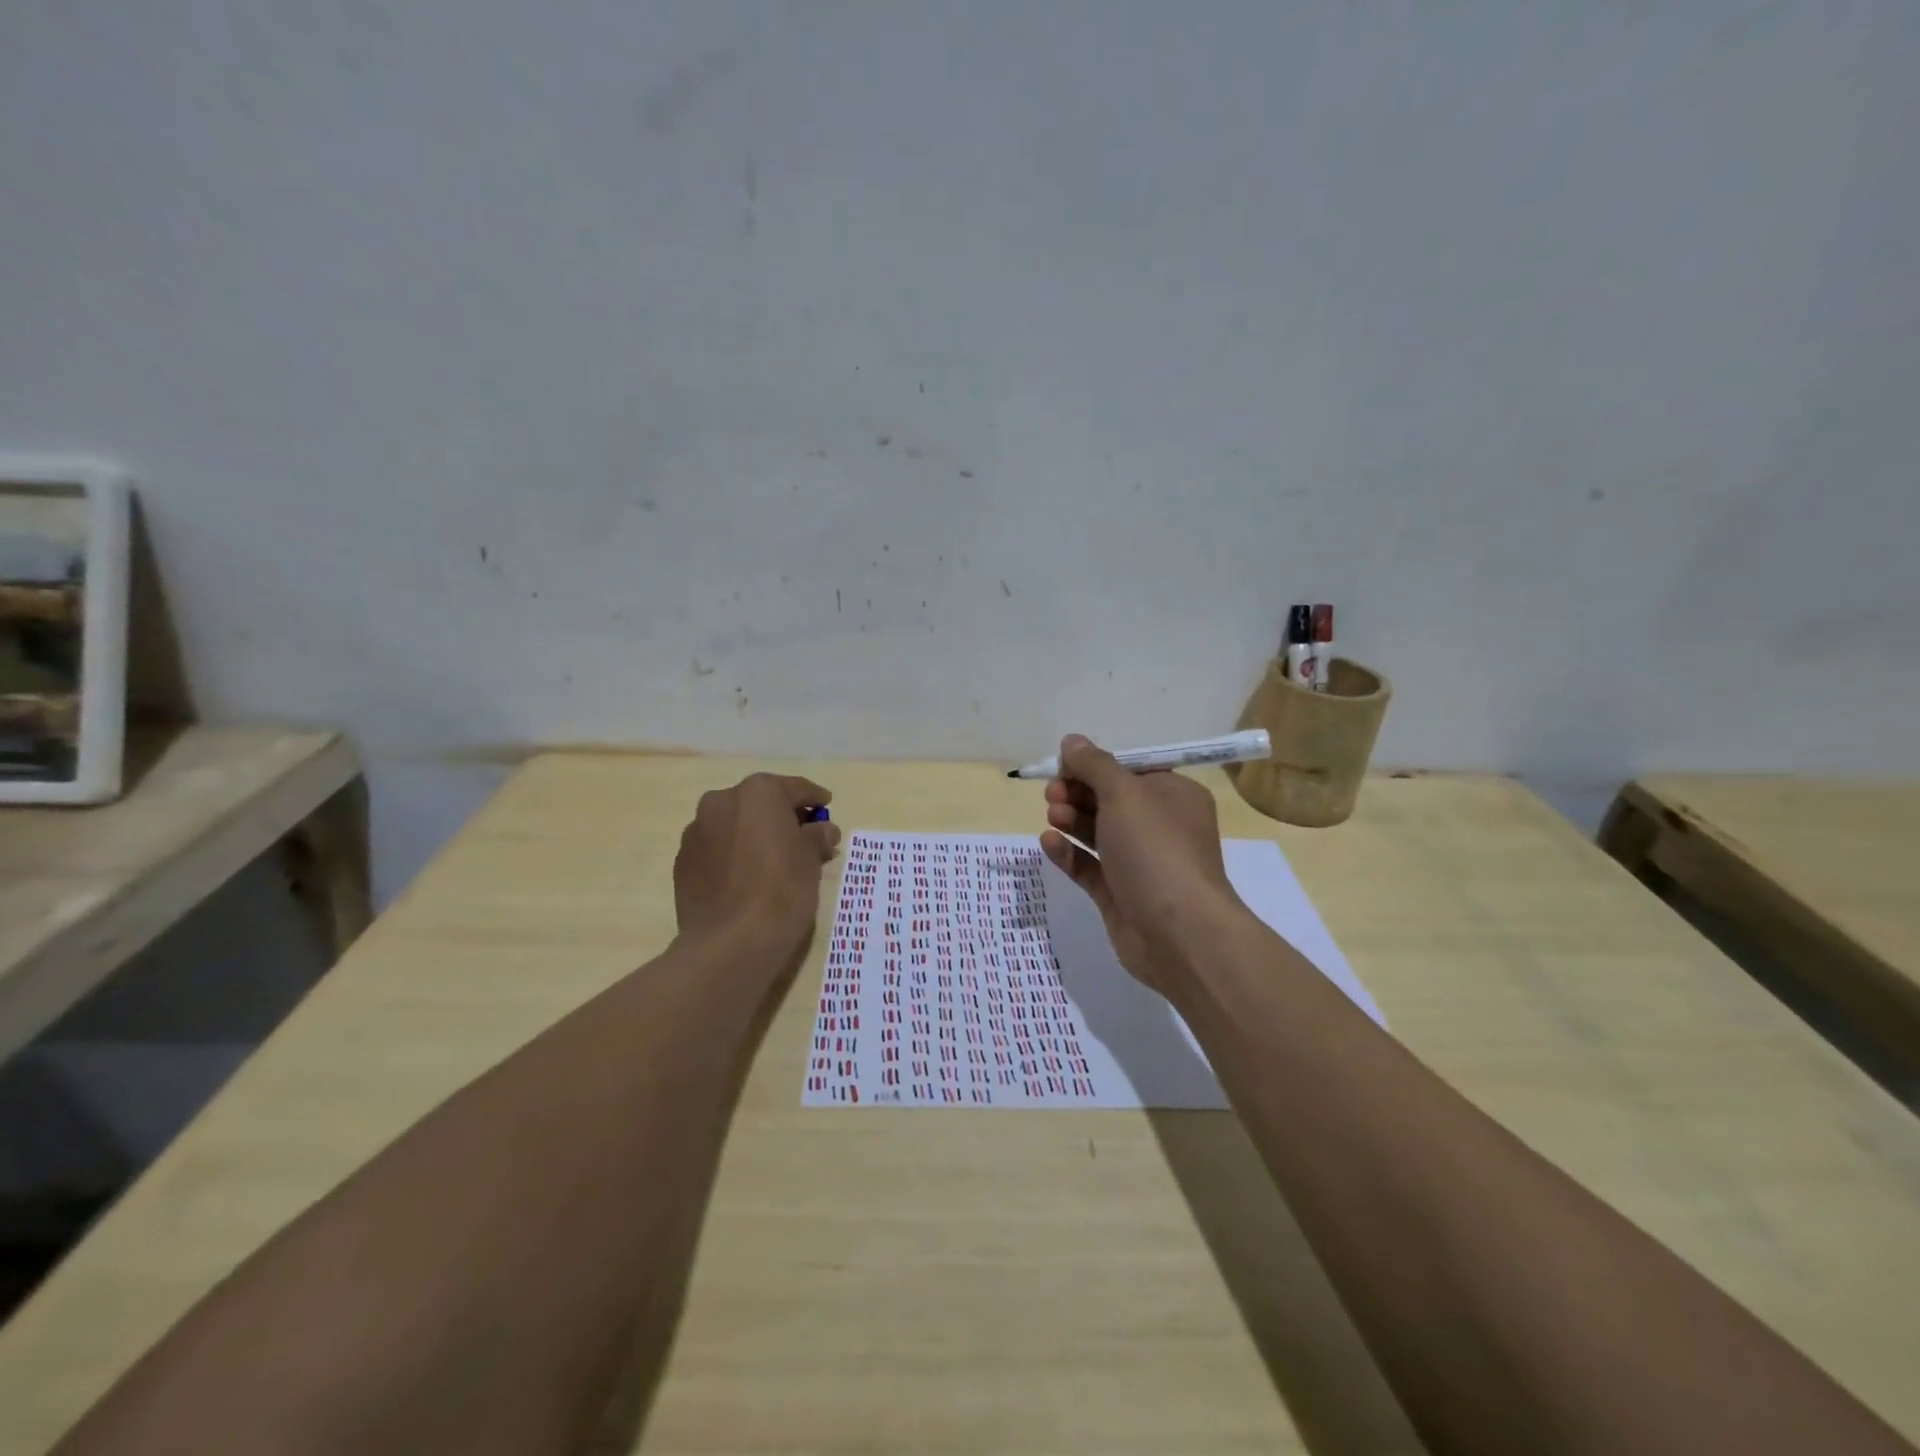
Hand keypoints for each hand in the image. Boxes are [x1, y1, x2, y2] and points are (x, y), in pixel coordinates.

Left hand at [675, 773, 840, 949]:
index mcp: (758, 793)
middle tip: (802, 836)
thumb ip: (816, 837)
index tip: (826, 805)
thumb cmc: (781, 890)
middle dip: (780, 816)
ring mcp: (696, 832)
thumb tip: (822, 830)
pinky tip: (746, 878)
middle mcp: (721, 801)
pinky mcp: (682, 862)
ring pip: (733, 825)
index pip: (795, 788)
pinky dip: (733, 855)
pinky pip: (716, 849)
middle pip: (759, 803)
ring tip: (771, 860)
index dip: (814, 798)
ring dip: (752, 834)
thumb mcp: (811, 860)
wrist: (730, 942)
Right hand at [1039, 735, 1242, 989]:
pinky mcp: (1119, 895)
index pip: (1129, 770)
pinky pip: (1089, 866)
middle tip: (1052, 793)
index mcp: (1173, 796)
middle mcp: (1159, 827)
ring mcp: (1139, 863)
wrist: (1179, 933)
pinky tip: (1049, 843)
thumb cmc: (1156, 850)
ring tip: (1052, 816)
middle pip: (1109, 800)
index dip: (1094, 766)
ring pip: (1097, 833)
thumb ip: (1094, 765)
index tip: (1063, 765)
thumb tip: (1072, 741)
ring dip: (1071, 819)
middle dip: (1077, 792)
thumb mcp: (1124, 794)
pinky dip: (1069, 853)